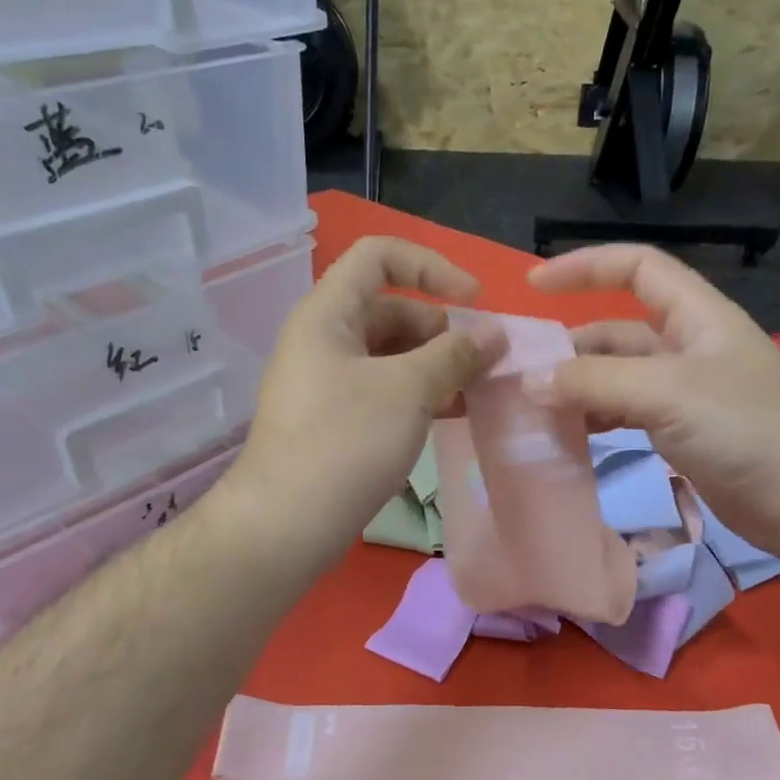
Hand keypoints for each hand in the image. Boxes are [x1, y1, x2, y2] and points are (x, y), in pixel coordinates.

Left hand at [226, 236, 504, 569]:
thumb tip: (494, 333)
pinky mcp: (335, 422)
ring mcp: (327, 383)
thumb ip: (454, 355)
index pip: (379, 256)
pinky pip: (383, 392)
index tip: (474, 300)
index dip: (431, 267)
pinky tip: (453, 416)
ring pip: (391, 357)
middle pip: (391, 309)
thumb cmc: (346, 442)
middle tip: (487, 362)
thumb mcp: (408, 390)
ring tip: (480, 392)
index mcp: (328, 313)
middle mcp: (324, 340)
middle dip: (443, 330)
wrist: (286, 524)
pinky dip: (419, 396)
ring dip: (437, 367)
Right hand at [527, 244, 779, 561]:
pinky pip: (629, 414)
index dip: (586, 267)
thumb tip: (529, 382)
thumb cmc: (746, 430)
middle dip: (571, 347)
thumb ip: (596, 382)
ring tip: (536, 410)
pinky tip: (572, 436)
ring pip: (619, 378)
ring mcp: (687, 394)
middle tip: (521, 375)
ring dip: (580, 388)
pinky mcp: (685, 434)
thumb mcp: (667, 393)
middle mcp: (690, 347)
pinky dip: (598, 419)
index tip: (534, 285)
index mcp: (697, 316)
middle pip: (618, 331)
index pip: (637, 268)